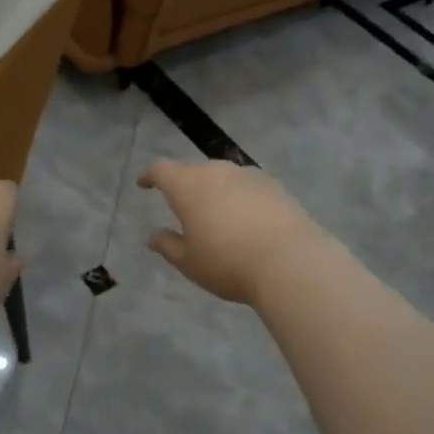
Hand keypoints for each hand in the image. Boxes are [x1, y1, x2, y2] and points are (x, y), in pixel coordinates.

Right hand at [138, 159, 326, 305]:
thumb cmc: (228, 263)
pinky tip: (246, 218)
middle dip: (184, 185)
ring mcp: (247, 175)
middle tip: (183, 207)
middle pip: (193, 171)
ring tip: (216, 214)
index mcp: (188, 186)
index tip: (144, 183)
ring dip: (214, 190)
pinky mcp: (273, 185)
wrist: (290, 261)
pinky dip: (239, 197)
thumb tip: (153, 236)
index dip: (150, 175)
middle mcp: (216, 172)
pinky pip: (246, 186)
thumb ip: (168, 245)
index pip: (162, 170)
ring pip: (222, 176)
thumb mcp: (190, 263)